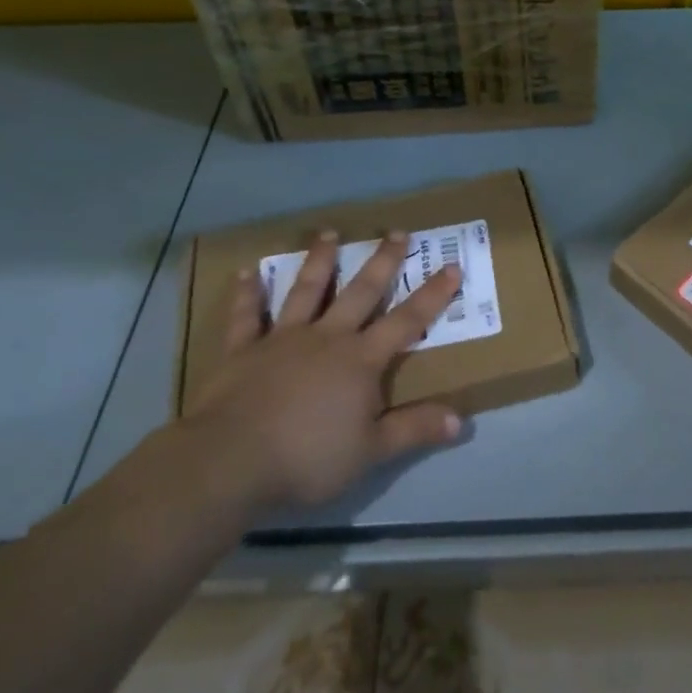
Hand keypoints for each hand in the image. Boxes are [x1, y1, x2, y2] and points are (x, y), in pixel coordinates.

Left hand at [179, 230, 464, 510]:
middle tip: (396, 232)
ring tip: (328, 232)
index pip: (406, 321)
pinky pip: (246, 316)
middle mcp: (326, 337)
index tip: (451, 266)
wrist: (231, 460)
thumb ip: (414, 429)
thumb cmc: (308, 457)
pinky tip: (247, 272)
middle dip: (382, 262)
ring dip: (319, 261)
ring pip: (306, 291)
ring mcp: (283, 338)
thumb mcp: (371, 451)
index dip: (431, 295)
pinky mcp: (243, 349)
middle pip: (360, 292)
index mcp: (360, 360)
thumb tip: (460, 420)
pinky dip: (247, 294)